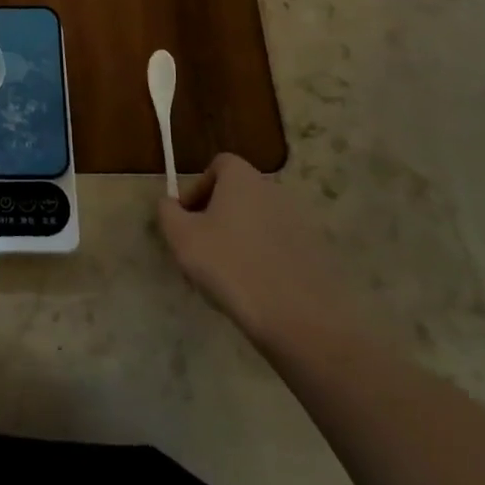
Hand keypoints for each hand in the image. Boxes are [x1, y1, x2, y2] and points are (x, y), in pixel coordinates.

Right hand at [158, 154, 364, 354]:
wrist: (300, 319)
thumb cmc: (231, 266)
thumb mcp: (182, 238)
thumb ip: (168, 212)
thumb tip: (169, 203)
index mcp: (243, 178)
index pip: (218, 165)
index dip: (198, 188)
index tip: (188, 220)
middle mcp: (274, 190)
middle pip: (238, 194)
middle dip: (216, 217)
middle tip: (202, 250)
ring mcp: (300, 221)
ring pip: (258, 222)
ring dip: (240, 239)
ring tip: (227, 276)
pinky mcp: (317, 253)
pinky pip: (279, 246)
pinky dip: (264, 259)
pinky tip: (256, 290)